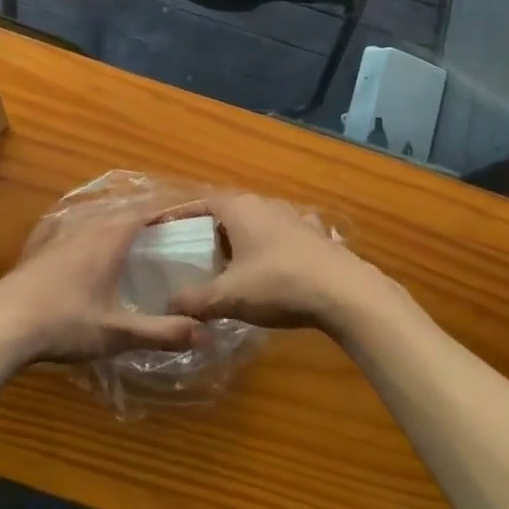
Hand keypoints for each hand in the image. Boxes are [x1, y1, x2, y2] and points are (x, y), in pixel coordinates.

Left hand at [0, 211, 202, 365]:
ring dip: (119, 224)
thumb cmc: (65, 323)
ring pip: (97, 220)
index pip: (146, 212)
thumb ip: (161, 332)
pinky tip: (92, 253)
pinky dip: (95, 234)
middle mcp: (87, 229)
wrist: (2, 325)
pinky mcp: (41, 250)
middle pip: (122, 212)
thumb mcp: (117, 333)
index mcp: (109, 239)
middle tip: (170, 230)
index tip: (190, 214)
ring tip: (137, 239)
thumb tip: (206, 333)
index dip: (169, 211)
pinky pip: (77, 231)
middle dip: (147, 216)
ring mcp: (60, 237)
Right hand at [165, 194, 403, 338]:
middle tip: (192, 256)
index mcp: (241, 208)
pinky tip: (272, 269)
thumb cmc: (279, 284)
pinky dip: (271, 249)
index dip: (179, 216)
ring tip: (228, 266)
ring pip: (258, 224)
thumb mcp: (228, 296)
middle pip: (229, 213)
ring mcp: (295, 218)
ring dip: (242, 241)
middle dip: (210, 232)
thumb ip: (194, 300)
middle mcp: (267, 204)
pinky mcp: (316, 237)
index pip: (201, 203)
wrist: (345, 294)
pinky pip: (284, 237)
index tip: (162, 231)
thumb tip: (168, 305)